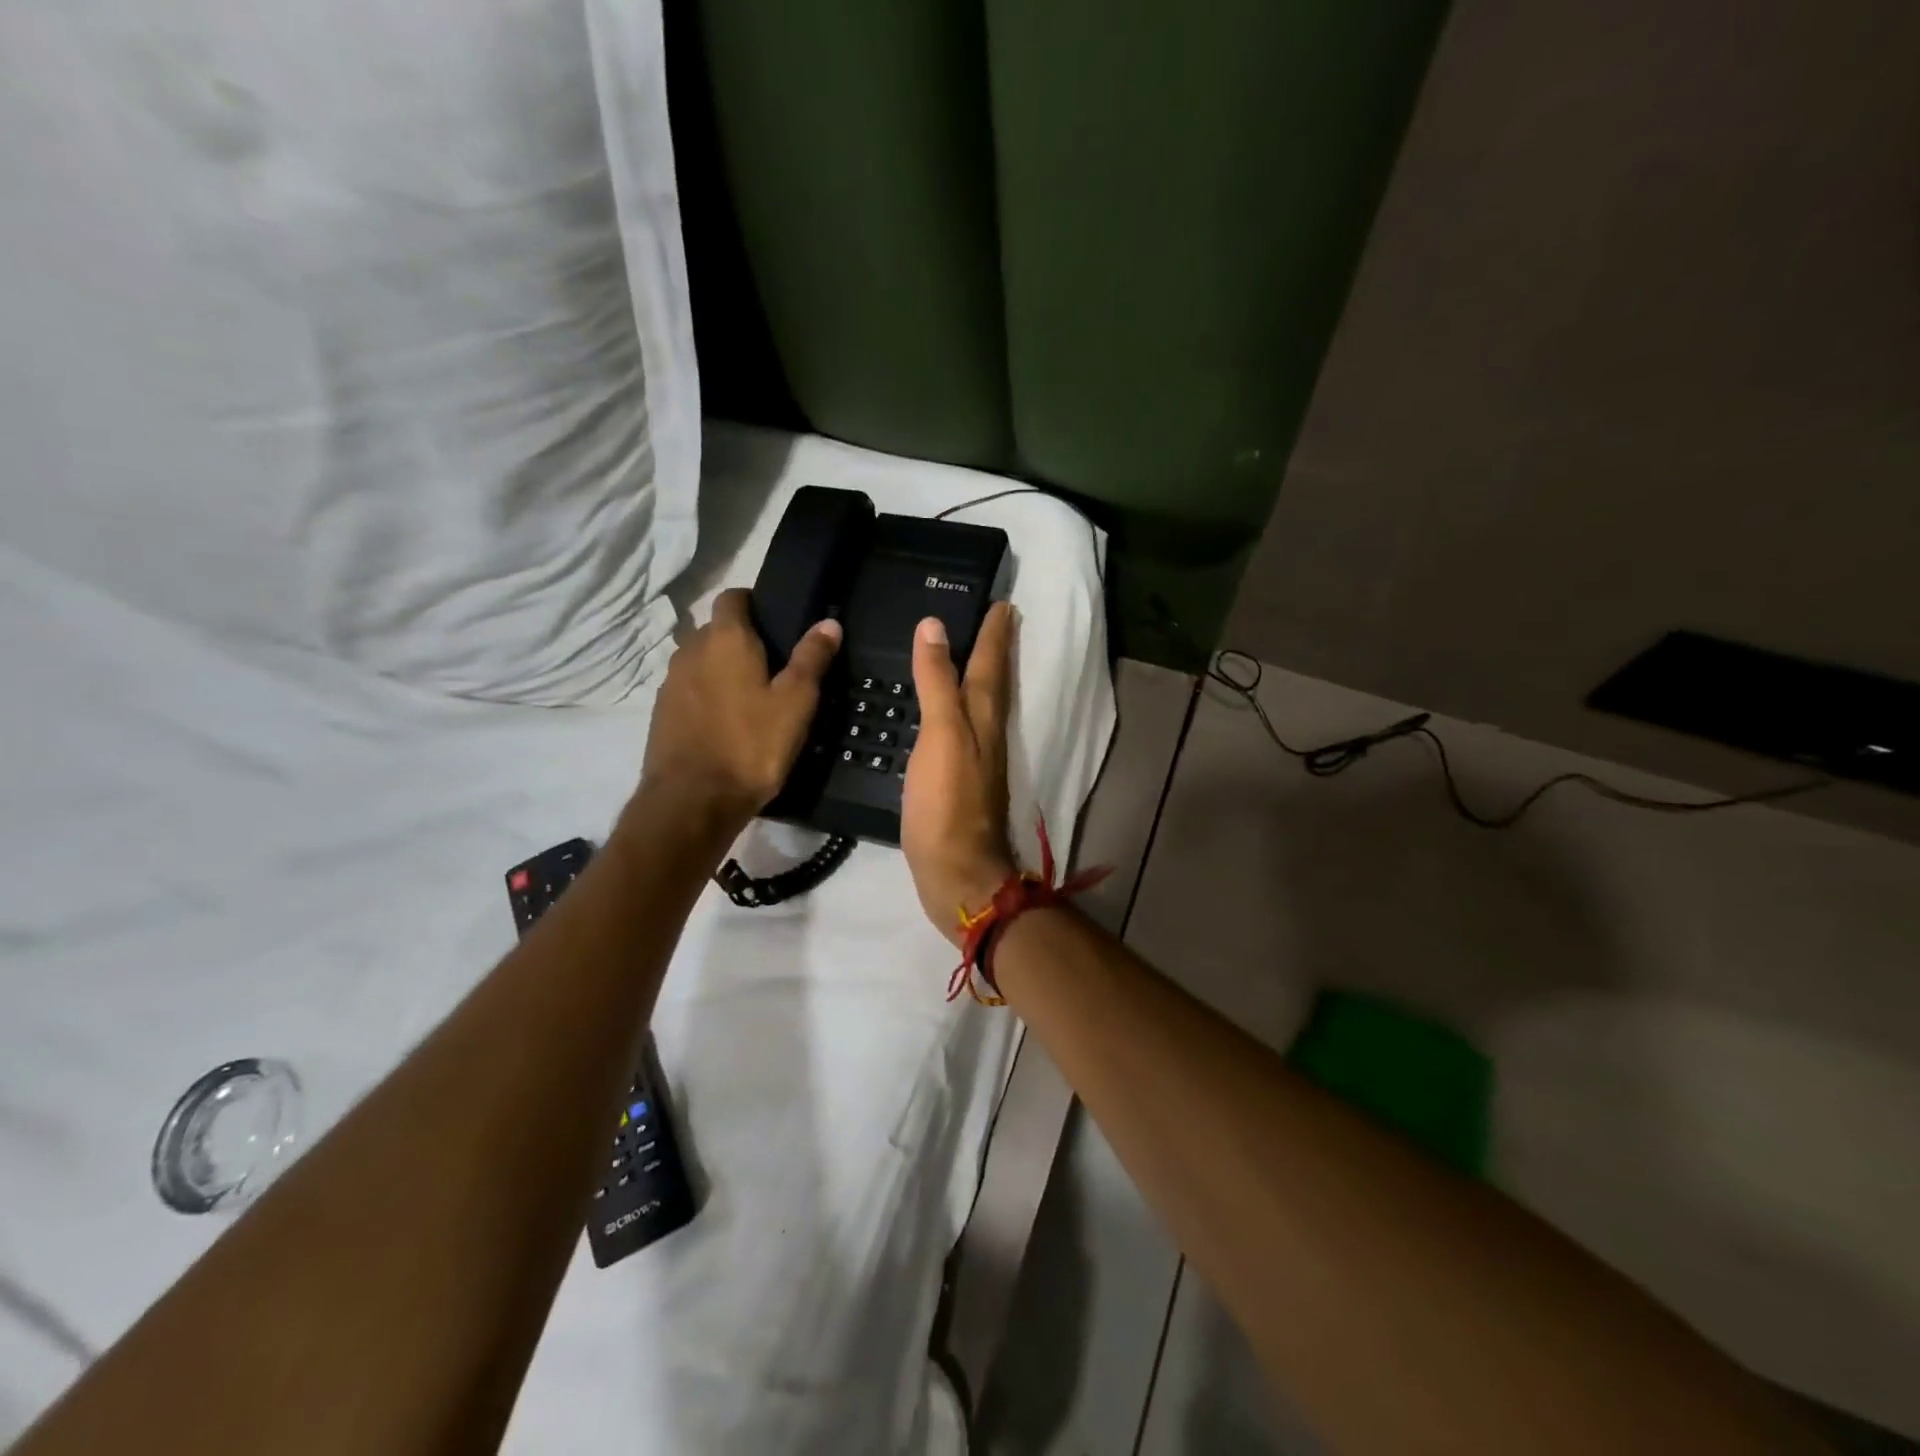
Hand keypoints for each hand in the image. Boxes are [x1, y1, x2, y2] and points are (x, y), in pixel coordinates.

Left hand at [638, 588, 840, 832]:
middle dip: (742, 640)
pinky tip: (728, 723)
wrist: (693, 801)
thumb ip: (811, 658)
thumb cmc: (752, 745)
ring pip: (701, 661)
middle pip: (716, 630)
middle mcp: (691, 650)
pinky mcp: (662, 712)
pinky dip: (707, 696)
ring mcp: (671, 682)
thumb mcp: (796, 702)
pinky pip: (690, 690)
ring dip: (723, 670)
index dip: (754, 603)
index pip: (733, 597)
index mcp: (725, 639)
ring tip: (752, 698)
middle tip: (775, 667)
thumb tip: (828, 623)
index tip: (777, 623)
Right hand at [903, 603, 1018, 945]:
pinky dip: (956, 710)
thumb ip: (937, 682)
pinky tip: (942, 714)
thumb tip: (934, 627)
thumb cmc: (948, 803)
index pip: (991, 662)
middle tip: (993, 619)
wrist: (956, 872)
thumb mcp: (941, 735)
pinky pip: (961, 731)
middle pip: (992, 682)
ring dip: (977, 677)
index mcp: (983, 717)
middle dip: (994, 650)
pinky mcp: (959, 783)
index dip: (995, 632)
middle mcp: (986, 734)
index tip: (1003, 602)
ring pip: (979, 706)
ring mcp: (976, 760)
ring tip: (966, 655)